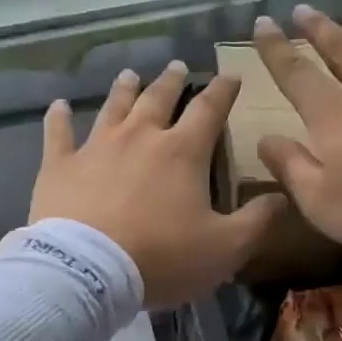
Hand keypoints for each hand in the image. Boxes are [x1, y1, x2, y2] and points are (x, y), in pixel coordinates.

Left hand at [31, 61, 287, 308]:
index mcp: (182, 152)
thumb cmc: (162, 258)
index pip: (209, 109)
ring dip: (124, 90)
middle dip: (172, 81)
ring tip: (130, 75)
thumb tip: (283, 195)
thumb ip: (257, 221)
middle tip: (176, 68)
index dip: (223, 90)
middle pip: (158, 99)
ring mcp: (96, 147)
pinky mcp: (60, 165)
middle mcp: (140, 137)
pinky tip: (58, 105)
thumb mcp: (225, 248)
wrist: (88, 272)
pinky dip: (59, 118)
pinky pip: (58, 133)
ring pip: (113, 107)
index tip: (231, 75)